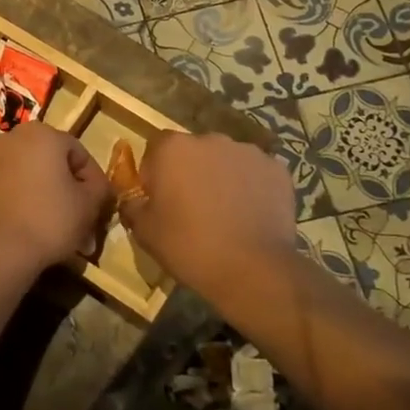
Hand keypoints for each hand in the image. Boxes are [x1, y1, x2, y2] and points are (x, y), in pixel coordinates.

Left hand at [0, 123, 111, 270]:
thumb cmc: (48, 220)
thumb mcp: (89, 205)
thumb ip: (99, 188)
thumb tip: (96, 186)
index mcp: (40, 134)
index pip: (78, 153)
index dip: (92, 181)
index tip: (97, 207)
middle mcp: (8, 138)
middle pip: (47, 164)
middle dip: (64, 191)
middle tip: (75, 222)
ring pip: (21, 176)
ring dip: (37, 196)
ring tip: (48, 230)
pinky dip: (11, 204)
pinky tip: (19, 229)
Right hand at [118, 132, 301, 299]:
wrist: (252, 269)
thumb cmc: (189, 246)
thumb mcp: (144, 230)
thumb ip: (133, 203)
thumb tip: (134, 196)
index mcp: (173, 148)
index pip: (155, 148)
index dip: (154, 172)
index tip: (159, 199)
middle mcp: (210, 139)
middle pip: (193, 151)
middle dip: (190, 171)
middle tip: (191, 207)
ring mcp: (248, 152)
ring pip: (225, 160)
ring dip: (220, 177)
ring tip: (224, 213)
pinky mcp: (277, 169)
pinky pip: (254, 173)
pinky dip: (250, 187)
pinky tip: (250, 215)